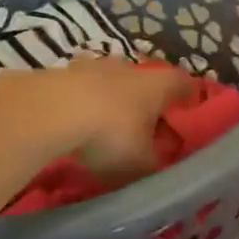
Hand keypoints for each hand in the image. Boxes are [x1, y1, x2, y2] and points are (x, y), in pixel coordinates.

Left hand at [0, 58, 193, 180]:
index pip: (186, 85)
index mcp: (159, 85)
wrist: (49, 111)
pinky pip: (81, 90)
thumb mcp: (141, 164)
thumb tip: (164, 172)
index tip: (189, 117)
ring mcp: (94, 66)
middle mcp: (131, 68)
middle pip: (147, 82)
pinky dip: (83, 105)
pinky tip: (75, 127)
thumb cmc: (111, 134)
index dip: (190, 101)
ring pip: (112, 83)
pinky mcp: (61, 73)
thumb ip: (156, 167)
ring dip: (113, 102)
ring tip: (107, 129)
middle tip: (147, 130)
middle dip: (148, 104)